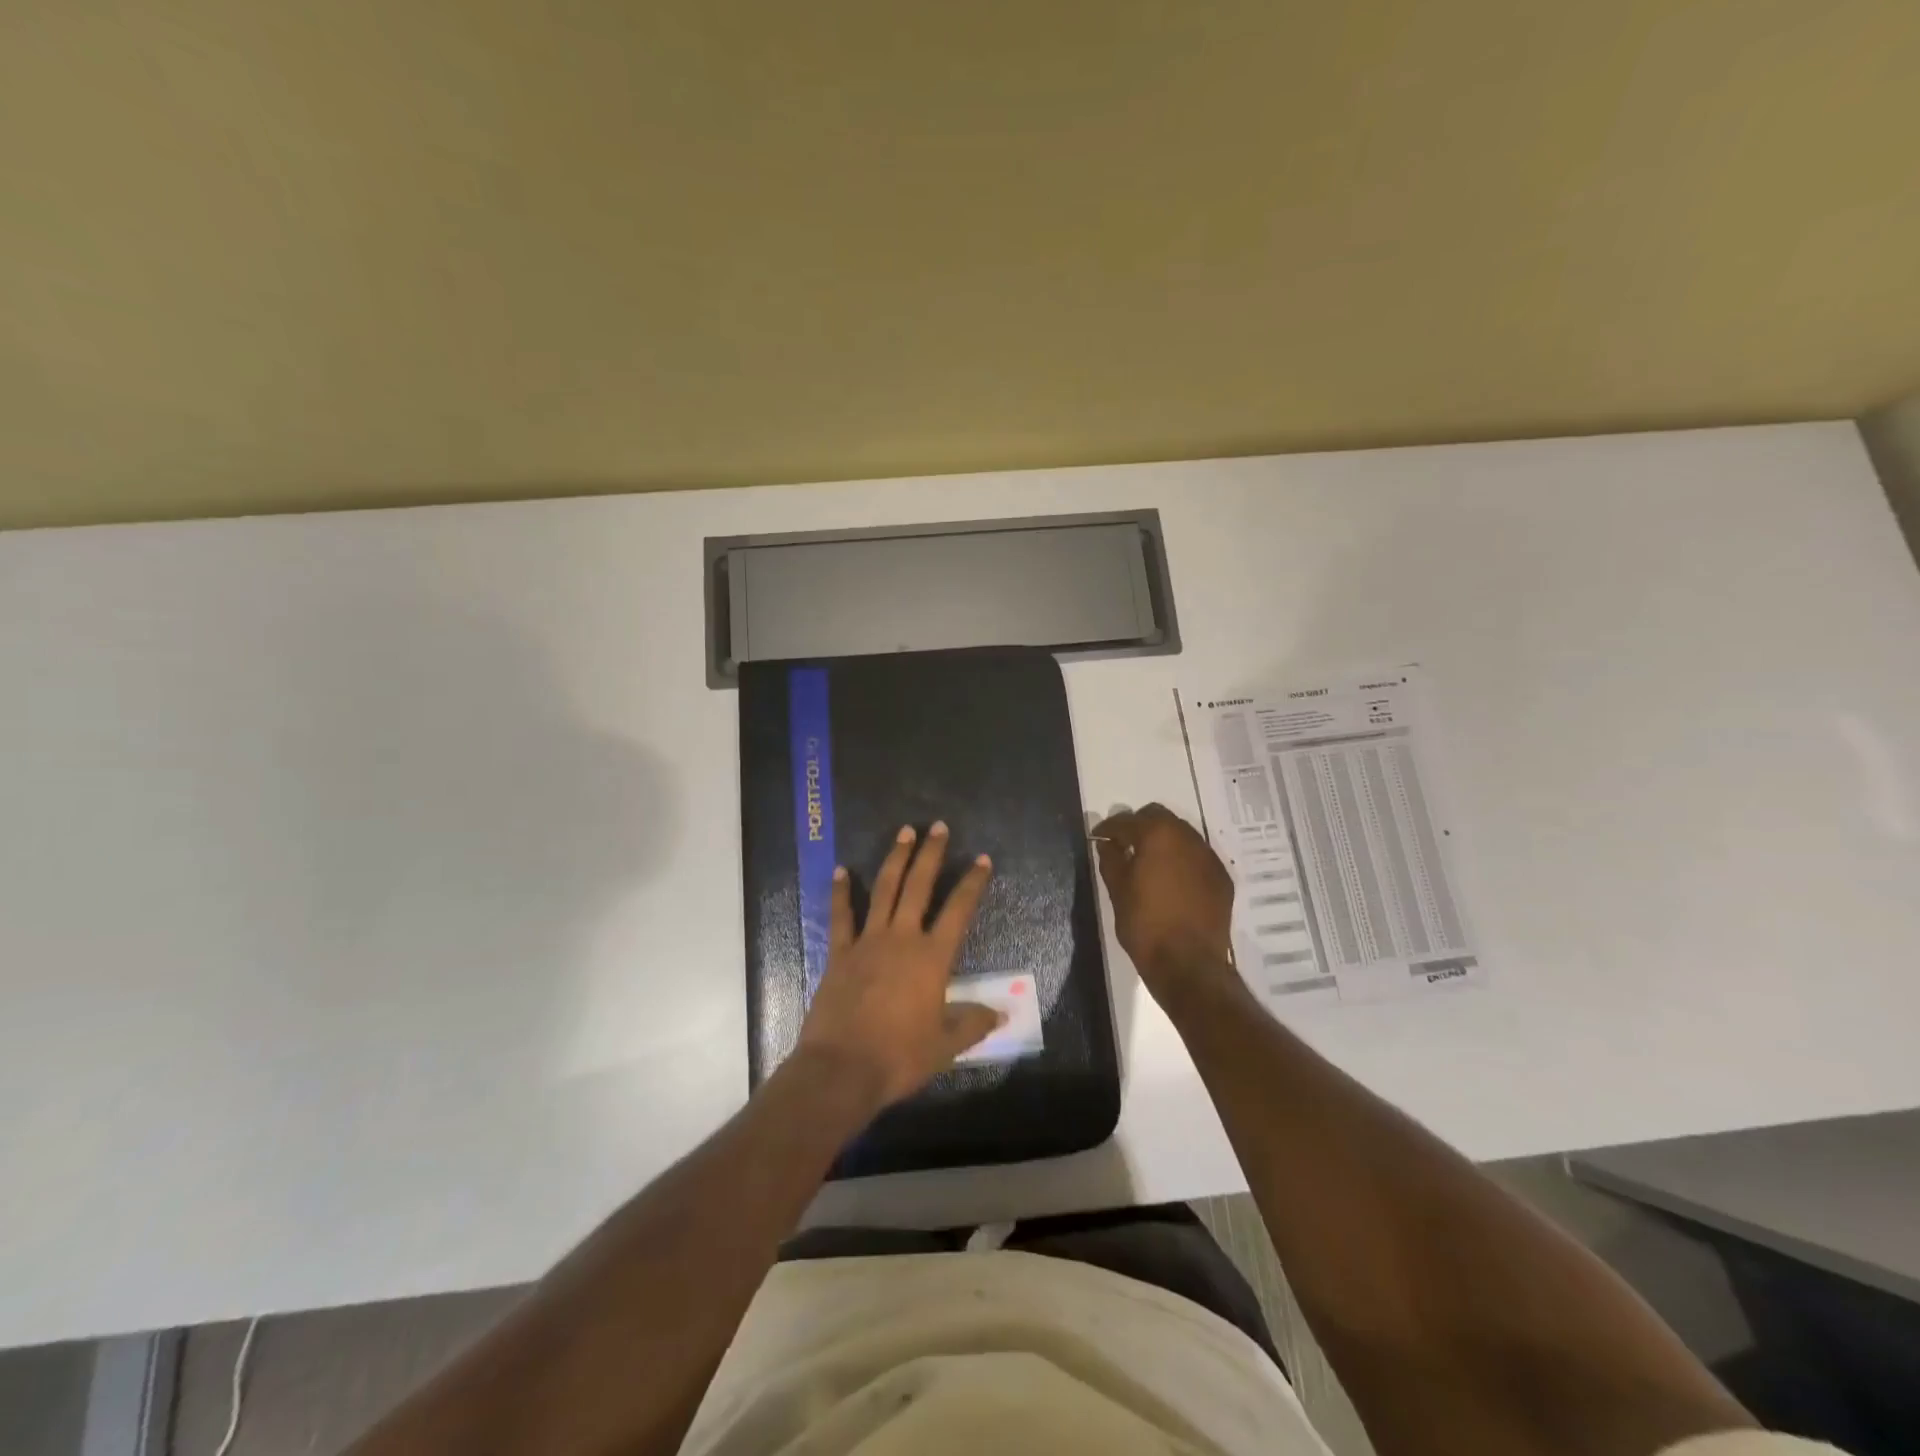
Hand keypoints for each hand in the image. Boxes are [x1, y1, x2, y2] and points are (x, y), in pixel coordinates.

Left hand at [794, 822, 1004, 1109]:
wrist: (842, 1069)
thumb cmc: (899, 1057)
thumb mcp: (945, 1046)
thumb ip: (973, 1024)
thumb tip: (1002, 1013)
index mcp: (932, 958)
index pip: (959, 911)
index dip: (972, 883)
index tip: (982, 859)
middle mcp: (902, 939)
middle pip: (919, 887)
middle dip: (930, 855)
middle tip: (938, 827)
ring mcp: (867, 942)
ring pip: (884, 890)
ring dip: (895, 859)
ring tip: (904, 832)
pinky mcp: (839, 953)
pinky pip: (841, 916)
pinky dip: (841, 892)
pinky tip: (841, 870)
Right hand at [1093, 804, 1240, 1010]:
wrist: (1189, 964)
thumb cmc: (1145, 925)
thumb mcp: (1118, 891)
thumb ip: (1111, 860)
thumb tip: (1107, 844)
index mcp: (1158, 835)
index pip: (1127, 821)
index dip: (1108, 828)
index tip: (1098, 837)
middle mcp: (1188, 837)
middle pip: (1159, 817)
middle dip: (1139, 826)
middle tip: (1124, 845)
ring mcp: (1209, 857)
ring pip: (1182, 835)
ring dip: (1163, 841)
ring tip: (1148, 862)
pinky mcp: (1222, 878)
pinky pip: (1197, 857)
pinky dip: (1182, 860)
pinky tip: (1172, 880)